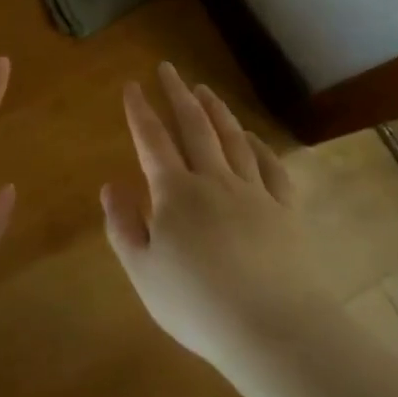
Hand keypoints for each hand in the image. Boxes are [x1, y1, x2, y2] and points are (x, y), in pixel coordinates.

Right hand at [101, 63, 308, 365]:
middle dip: (177, 95)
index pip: (153, 140)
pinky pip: (271, 167)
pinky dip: (258, 146)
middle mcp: (214, 181)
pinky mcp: (285, 211)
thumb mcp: (143, 271)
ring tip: (204, 90)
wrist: (273, 328)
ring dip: (216, 110)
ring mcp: (254, 193)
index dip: (140, 111)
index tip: (132, 85)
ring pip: (232, 139)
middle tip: (168, 68)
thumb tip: (111, 185)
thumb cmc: (196, 304)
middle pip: (194, 127)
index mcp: (175, 193)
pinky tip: (251, 136)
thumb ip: (123, 225)